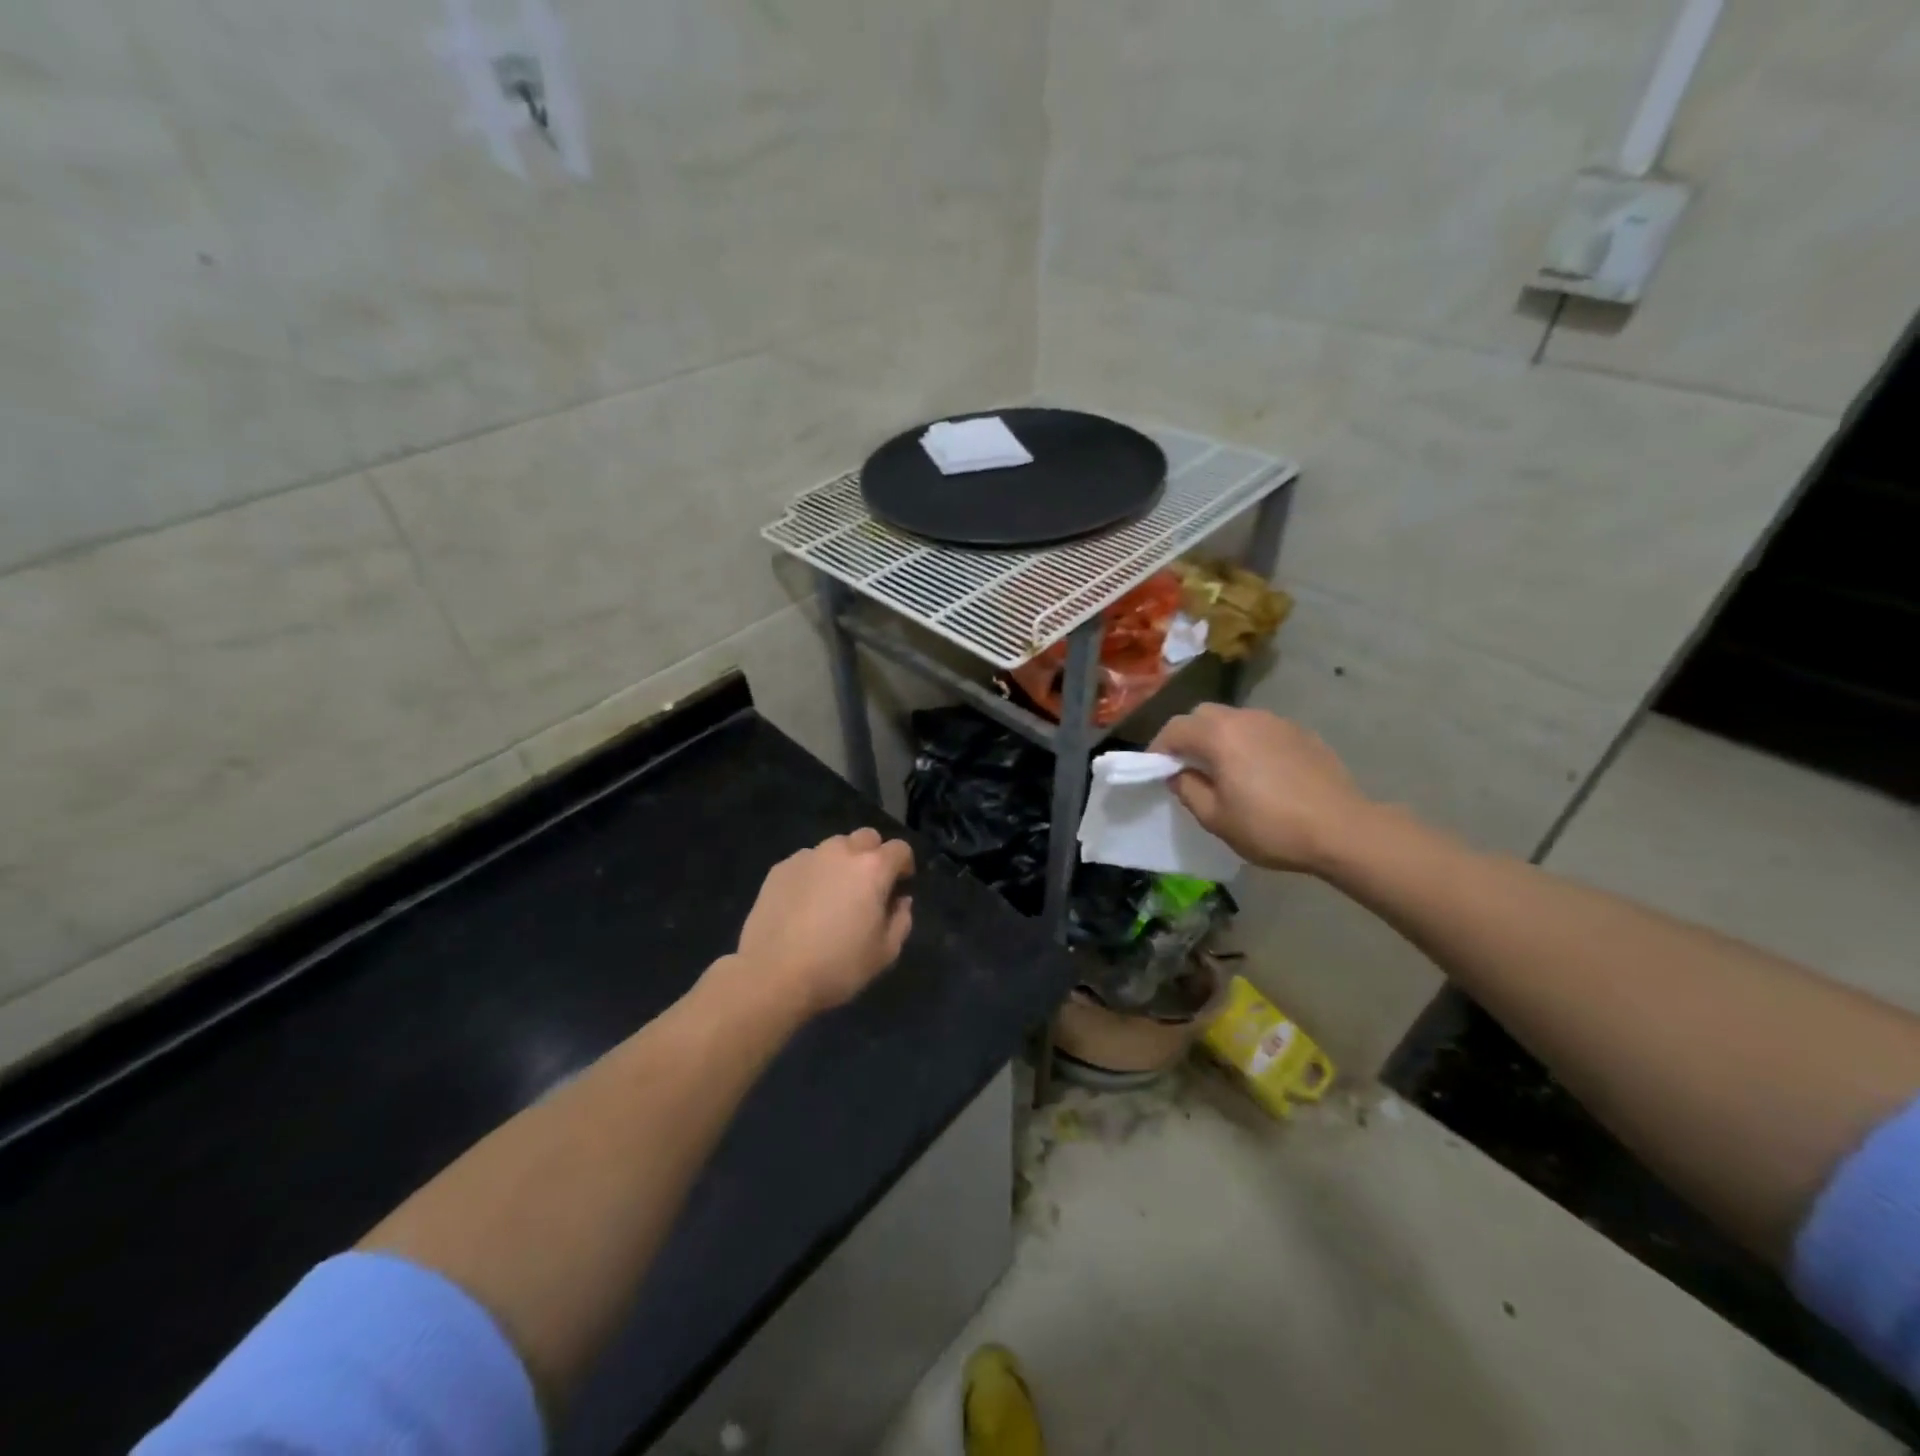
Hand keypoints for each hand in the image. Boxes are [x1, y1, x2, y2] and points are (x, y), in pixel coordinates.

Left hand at [732, 828, 914, 1015]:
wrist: (772, 975)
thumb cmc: (837, 966)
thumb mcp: (885, 953)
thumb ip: (901, 920)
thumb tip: (900, 901)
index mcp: (872, 869)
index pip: (899, 849)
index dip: (904, 865)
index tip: (900, 886)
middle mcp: (841, 852)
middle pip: (866, 837)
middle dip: (874, 855)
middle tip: (868, 887)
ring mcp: (807, 857)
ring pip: (834, 847)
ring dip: (842, 862)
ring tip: (833, 894)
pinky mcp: (780, 868)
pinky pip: (807, 861)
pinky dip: (814, 874)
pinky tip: (805, 903)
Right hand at [1149, 705, 1376, 873]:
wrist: (1343, 829)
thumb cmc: (1271, 827)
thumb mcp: (1216, 818)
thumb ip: (1188, 790)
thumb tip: (1178, 773)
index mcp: (1219, 735)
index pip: (1174, 729)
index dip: (1158, 748)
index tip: (1155, 770)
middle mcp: (1245, 718)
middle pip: (1203, 715)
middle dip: (1187, 736)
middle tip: (1186, 766)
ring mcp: (1277, 722)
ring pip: (1234, 720)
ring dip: (1219, 738)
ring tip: (1223, 769)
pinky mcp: (1301, 733)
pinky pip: (1261, 730)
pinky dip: (1248, 743)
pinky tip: (1258, 772)